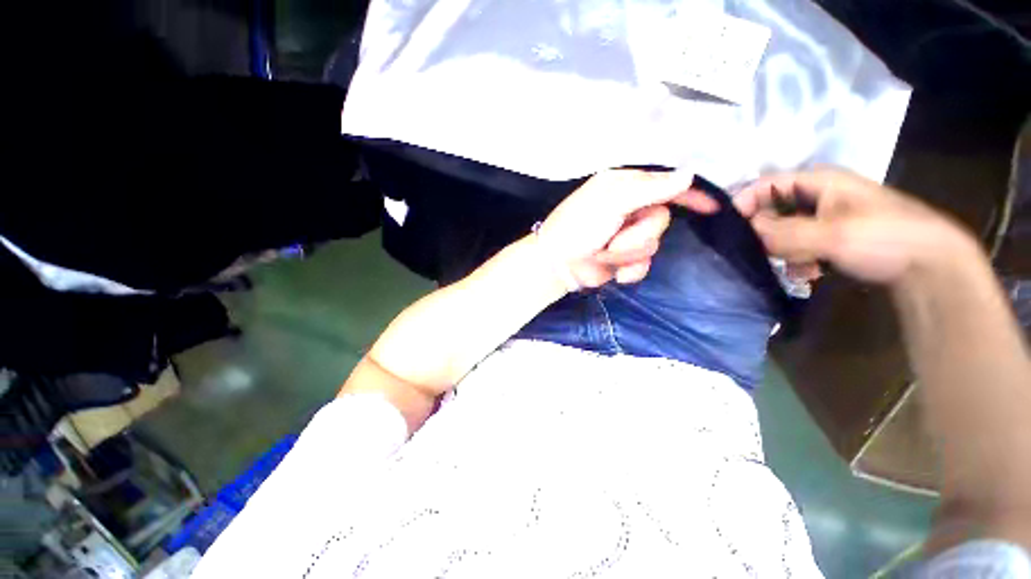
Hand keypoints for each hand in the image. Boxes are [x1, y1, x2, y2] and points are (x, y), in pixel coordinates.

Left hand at [537, 170, 717, 287]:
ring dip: (628, 253)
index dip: (688, 196)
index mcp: (624, 189)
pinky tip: (617, 273)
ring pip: (652, 244)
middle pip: (660, 221)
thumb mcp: (610, 201)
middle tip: (612, 238)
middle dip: (638, 234)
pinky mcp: (624, 260)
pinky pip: (644, 265)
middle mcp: (628, 210)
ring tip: (605, 253)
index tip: (711, 207)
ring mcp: (626, 237)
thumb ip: (650, 188)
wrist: (558, 264)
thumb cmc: (578, 227)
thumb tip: (688, 174)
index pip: (664, 187)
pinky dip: (630, 270)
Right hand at [734, 169, 975, 285]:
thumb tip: (745, 231)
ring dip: (782, 250)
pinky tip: (807, 273)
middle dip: (764, 232)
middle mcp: (818, 194)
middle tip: (763, 253)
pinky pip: (798, 244)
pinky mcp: (831, 237)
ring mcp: (825, 217)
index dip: (743, 202)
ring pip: (783, 230)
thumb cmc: (885, 237)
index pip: (765, 184)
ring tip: (796, 267)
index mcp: (818, 181)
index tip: (728, 229)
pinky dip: (797, 259)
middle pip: (771, 209)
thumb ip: (784, 233)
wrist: (932, 264)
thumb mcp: (832, 235)